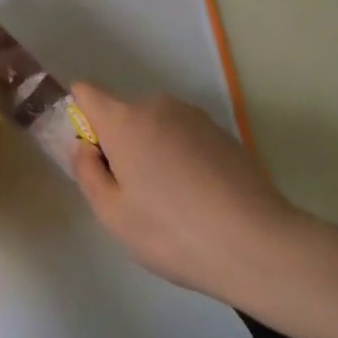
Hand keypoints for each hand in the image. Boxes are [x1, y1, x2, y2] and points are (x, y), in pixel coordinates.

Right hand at [69, 82, 308, 302]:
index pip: (86, 92)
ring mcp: (195, 117)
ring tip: (172, 202)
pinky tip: (200, 199)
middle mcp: (158, 106)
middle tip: (133, 194)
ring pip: (156, 126)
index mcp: (125, 120)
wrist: (257, 245)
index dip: (80, 117)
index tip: (92, 156)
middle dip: (120, 144)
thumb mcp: (112, 215)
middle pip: (123, 114)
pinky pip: (185, 138)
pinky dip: (183, 159)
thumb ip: (87, 173)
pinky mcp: (224, 134)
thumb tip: (85, 147)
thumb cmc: (172, 232)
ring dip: (152, 151)